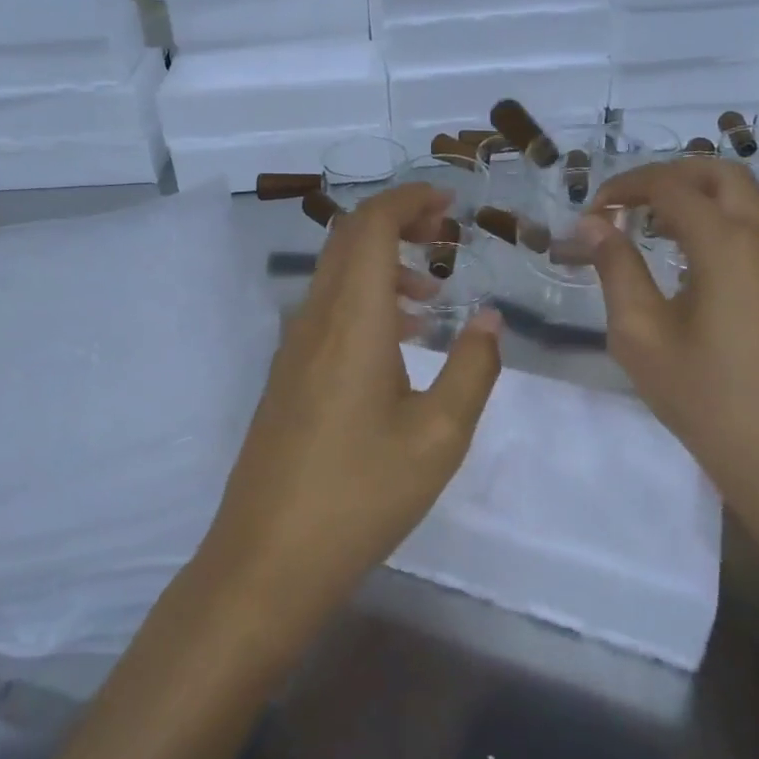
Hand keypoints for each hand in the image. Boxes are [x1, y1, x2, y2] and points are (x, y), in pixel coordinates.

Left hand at [196, 183, 502, 644]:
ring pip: (336, 274)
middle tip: (446, 235)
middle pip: (348, 239)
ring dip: (382, 263)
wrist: (268, 558)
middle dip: (398, 221)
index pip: (370, 226)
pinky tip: (399, 340)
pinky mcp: (287, 374)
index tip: (450, 204)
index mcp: (351, 320)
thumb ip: (473, 367)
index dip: (409, 200)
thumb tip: (491, 317)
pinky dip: (364, 298)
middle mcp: (314, 319)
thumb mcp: (439, 435)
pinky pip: (327, 309)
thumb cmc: (361, 495)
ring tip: (433, 294)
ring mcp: (292, 346)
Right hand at [578, 159, 758, 536]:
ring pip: (746, 201)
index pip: (671, 187)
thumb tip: (595, 224)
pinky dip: (719, 226)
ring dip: (696, 199)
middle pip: (721, 174)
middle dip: (669, 176)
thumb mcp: (640, 333)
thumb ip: (616, 268)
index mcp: (727, 245)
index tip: (593, 212)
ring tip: (650, 229)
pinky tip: (689, 266)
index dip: (626, 188)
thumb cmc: (704, 398)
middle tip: (627, 203)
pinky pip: (758, 234)